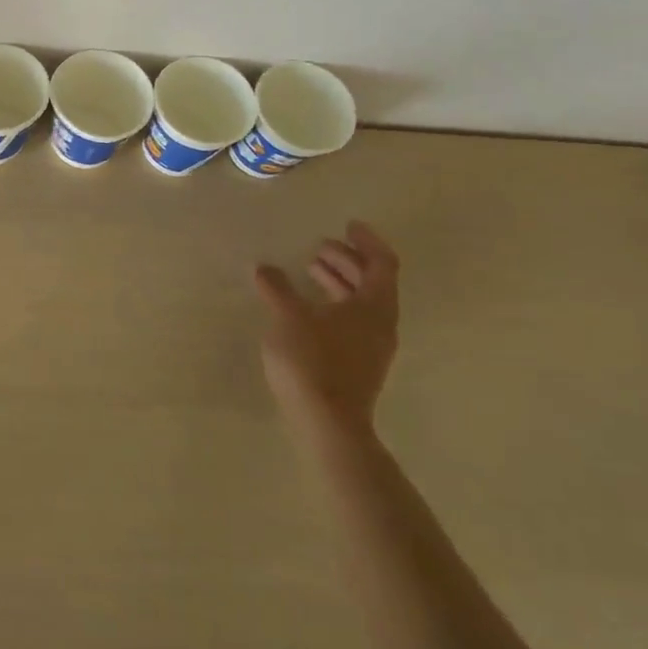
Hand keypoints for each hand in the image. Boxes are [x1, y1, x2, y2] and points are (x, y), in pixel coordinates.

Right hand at [255, 222, 400, 443]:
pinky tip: (306, 307)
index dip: (366, 241)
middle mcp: (380, 324)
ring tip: (309, 271)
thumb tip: (265, 268)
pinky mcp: (357, 364)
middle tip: (320, 247)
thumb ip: (277, 288)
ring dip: (338, 282)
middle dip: (347, 260)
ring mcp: (371, 347)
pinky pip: (351, 321)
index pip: (382, 263)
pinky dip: (333, 304)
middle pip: (372, 282)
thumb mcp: (288, 317)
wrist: (327, 423)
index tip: (347, 225)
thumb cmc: (312, 361)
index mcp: (374, 306)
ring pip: (361, 303)